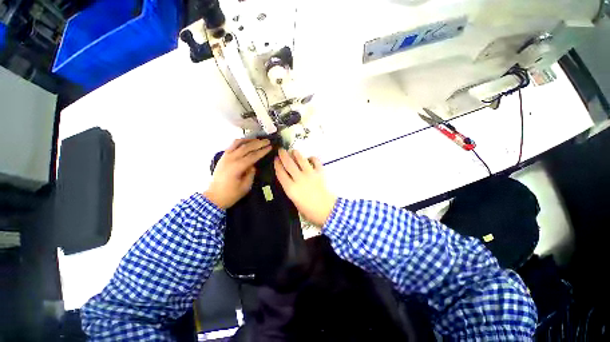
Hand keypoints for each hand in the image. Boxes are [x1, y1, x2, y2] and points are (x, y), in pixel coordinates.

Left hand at [204, 139, 271, 208]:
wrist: (214, 197)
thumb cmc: (230, 194)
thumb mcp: (245, 187)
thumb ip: (251, 174)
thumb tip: (253, 166)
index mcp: (237, 167)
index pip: (252, 156)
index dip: (262, 151)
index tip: (270, 147)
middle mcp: (231, 158)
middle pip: (246, 147)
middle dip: (258, 143)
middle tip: (267, 141)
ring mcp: (225, 156)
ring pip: (238, 143)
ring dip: (248, 140)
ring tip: (257, 140)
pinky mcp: (222, 157)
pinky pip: (231, 145)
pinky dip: (239, 142)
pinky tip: (245, 143)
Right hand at [274, 149, 336, 226]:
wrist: (328, 211)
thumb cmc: (310, 213)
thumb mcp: (296, 204)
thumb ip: (292, 192)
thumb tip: (291, 184)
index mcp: (290, 189)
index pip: (281, 173)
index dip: (277, 165)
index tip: (275, 159)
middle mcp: (298, 179)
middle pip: (289, 164)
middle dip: (284, 155)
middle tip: (281, 150)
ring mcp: (310, 174)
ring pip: (301, 160)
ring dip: (296, 154)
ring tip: (294, 151)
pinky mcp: (320, 173)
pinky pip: (315, 161)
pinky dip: (312, 158)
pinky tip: (310, 158)